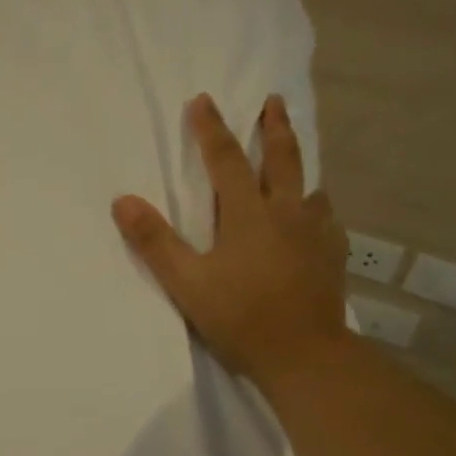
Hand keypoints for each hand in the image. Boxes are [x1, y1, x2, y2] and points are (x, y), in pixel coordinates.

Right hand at [112, 93, 347, 387]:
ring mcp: (315, 233)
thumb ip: (155, 242)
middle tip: (274, 101)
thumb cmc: (240, 317)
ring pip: (309, 187)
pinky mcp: (332, 256)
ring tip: (293, 161)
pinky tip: (315, 217)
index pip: (226, 160)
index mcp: (247, 214)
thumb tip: (123, 200)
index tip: (203, 100)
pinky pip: (326, 219)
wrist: (304, 355)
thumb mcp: (186, 283)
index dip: (212, 129)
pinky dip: (316, 208)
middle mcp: (286, 213)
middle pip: (282, 159)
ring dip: (298, 167)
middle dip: (274, 127)